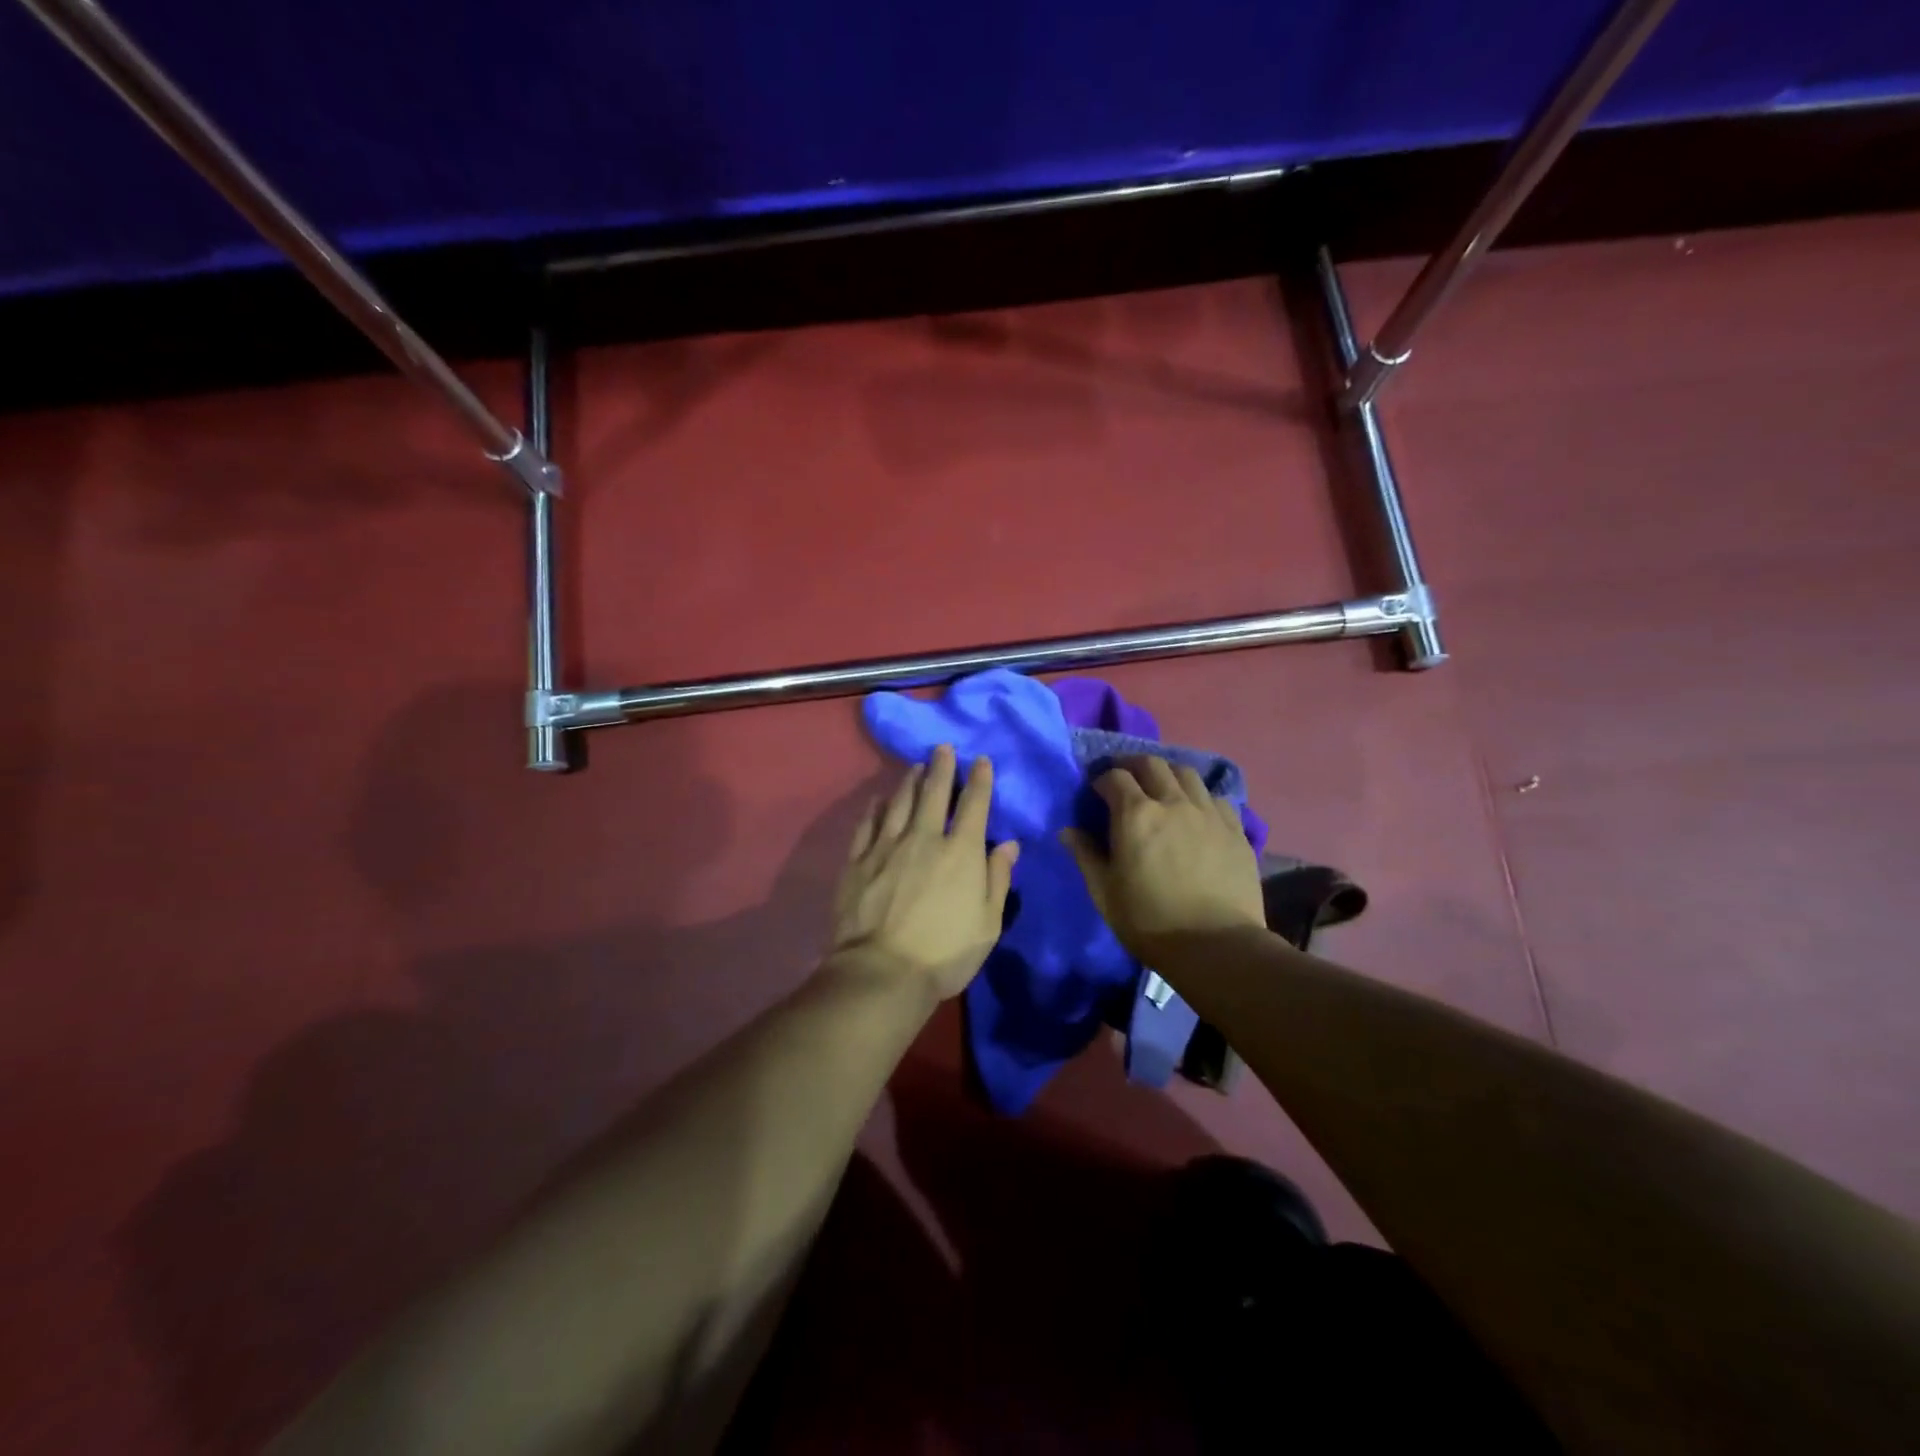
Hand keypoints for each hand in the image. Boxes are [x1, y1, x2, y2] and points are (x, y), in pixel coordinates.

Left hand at [827, 745, 1020, 1001]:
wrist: (881, 972)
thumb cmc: (944, 953)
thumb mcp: (988, 923)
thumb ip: (998, 879)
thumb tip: (1009, 844)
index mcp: (960, 852)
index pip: (974, 805)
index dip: (979, 780)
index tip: (980, 760)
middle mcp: (924, 838)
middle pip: (933, 792)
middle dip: (941, 767)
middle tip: (942, 748)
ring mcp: (886, 847)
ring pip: (899, 802)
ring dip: (909, 781)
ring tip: (915, 766)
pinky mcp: (858, 861)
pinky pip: (867, 825)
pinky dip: (875, 808)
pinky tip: (879, 800)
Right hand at [1061, 755, 1265, 960]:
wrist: (1216, 946)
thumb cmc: (1150, 921)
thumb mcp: (1104, 893)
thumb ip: (1085, 855)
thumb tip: (1067, 830)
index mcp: (1136, 814)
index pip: (1115, 777)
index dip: (1102, 779)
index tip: (1096, 791)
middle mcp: (1173, 802)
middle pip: (1152, 764)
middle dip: (1133, 766)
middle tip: (1126, 780)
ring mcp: (1208, 813)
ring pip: (1187, 773)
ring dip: (1168, 774)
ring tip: (1162, 789)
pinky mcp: (1235, 829)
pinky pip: (1216, 798)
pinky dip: (1200, 797)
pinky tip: (1196, 812)